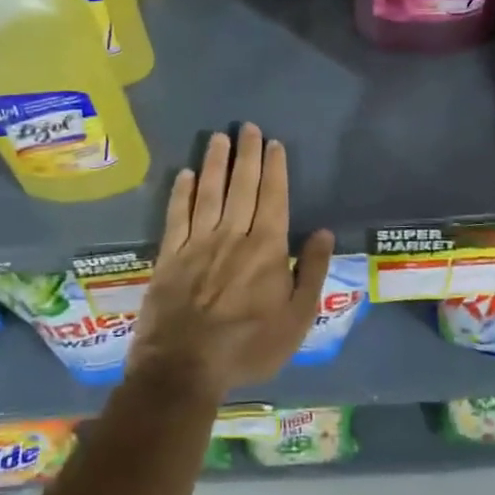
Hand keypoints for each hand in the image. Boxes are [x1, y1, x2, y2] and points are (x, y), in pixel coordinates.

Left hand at [126, 123, 334, 402]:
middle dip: (247, 154)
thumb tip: (325, 232)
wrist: (185, 367)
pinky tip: (186, 174)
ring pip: (209, 192)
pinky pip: (177, 215)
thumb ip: (313, 272)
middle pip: (242, 186)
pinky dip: (182, 192)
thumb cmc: (249, 346)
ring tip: (219, 137)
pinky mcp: (169, 255)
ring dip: (215, 162)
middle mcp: (233, 235)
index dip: (275, 168)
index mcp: (267, 248)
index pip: (274, 197)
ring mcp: (198, 242)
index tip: (274, 144)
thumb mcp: (297, 318)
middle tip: (248, 127)